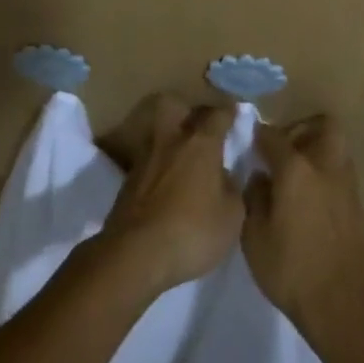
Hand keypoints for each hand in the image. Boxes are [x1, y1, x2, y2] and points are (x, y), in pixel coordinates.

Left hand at [94, 94, 243, 295]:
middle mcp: (171, 141)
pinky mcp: (126, 184)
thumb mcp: (232, 217)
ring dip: (169, 141)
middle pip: (175, 107)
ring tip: (180, 158)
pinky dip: (157, 169)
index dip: (229, 113)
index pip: (218, 115)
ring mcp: (145, 160)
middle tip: (198, 126)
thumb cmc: (192, 231)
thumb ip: (234, 190)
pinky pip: (147, 163)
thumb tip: (228, 177)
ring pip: (158, 135)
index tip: (236, 113)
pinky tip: (165, 186)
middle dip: (186, 111)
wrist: (134, 255)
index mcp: (201, 143)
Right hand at [243, 115, 363, 343]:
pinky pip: (341, 173)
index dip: (259, 135)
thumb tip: (259, 178)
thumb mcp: (255, 239)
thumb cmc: (292, 271)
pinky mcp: (358, 204)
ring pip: (335, 147)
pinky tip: (311, 201)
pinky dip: (327, 175)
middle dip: (303, 129)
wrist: (344, 305)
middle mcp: (325, 166)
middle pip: (322, 125)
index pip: (273, 136)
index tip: (251, 141)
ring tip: (297, 176)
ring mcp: (347, 184)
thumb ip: (254, 199)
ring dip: (317, 150)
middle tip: (285, 150)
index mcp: (296, 169)